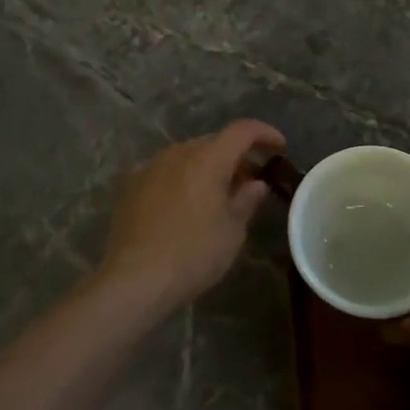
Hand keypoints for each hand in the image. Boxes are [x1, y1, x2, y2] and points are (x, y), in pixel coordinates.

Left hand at [98, 120, 286, 312]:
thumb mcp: (232, 231)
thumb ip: (246, 200)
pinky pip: (163, 171)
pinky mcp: (129, 185)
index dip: (265, 134)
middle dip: (235, 156)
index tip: (280, 147)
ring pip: (186, 156)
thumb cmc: (194, 254)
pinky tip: (183, 202)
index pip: (242, 130)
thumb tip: (256, 183)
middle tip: (250, 181)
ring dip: (206, 167)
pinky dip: (180, 178)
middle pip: (213, 143)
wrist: (136, 279)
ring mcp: (149, 166)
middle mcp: (177, 153)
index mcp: (207, 159)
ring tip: (216, 194)